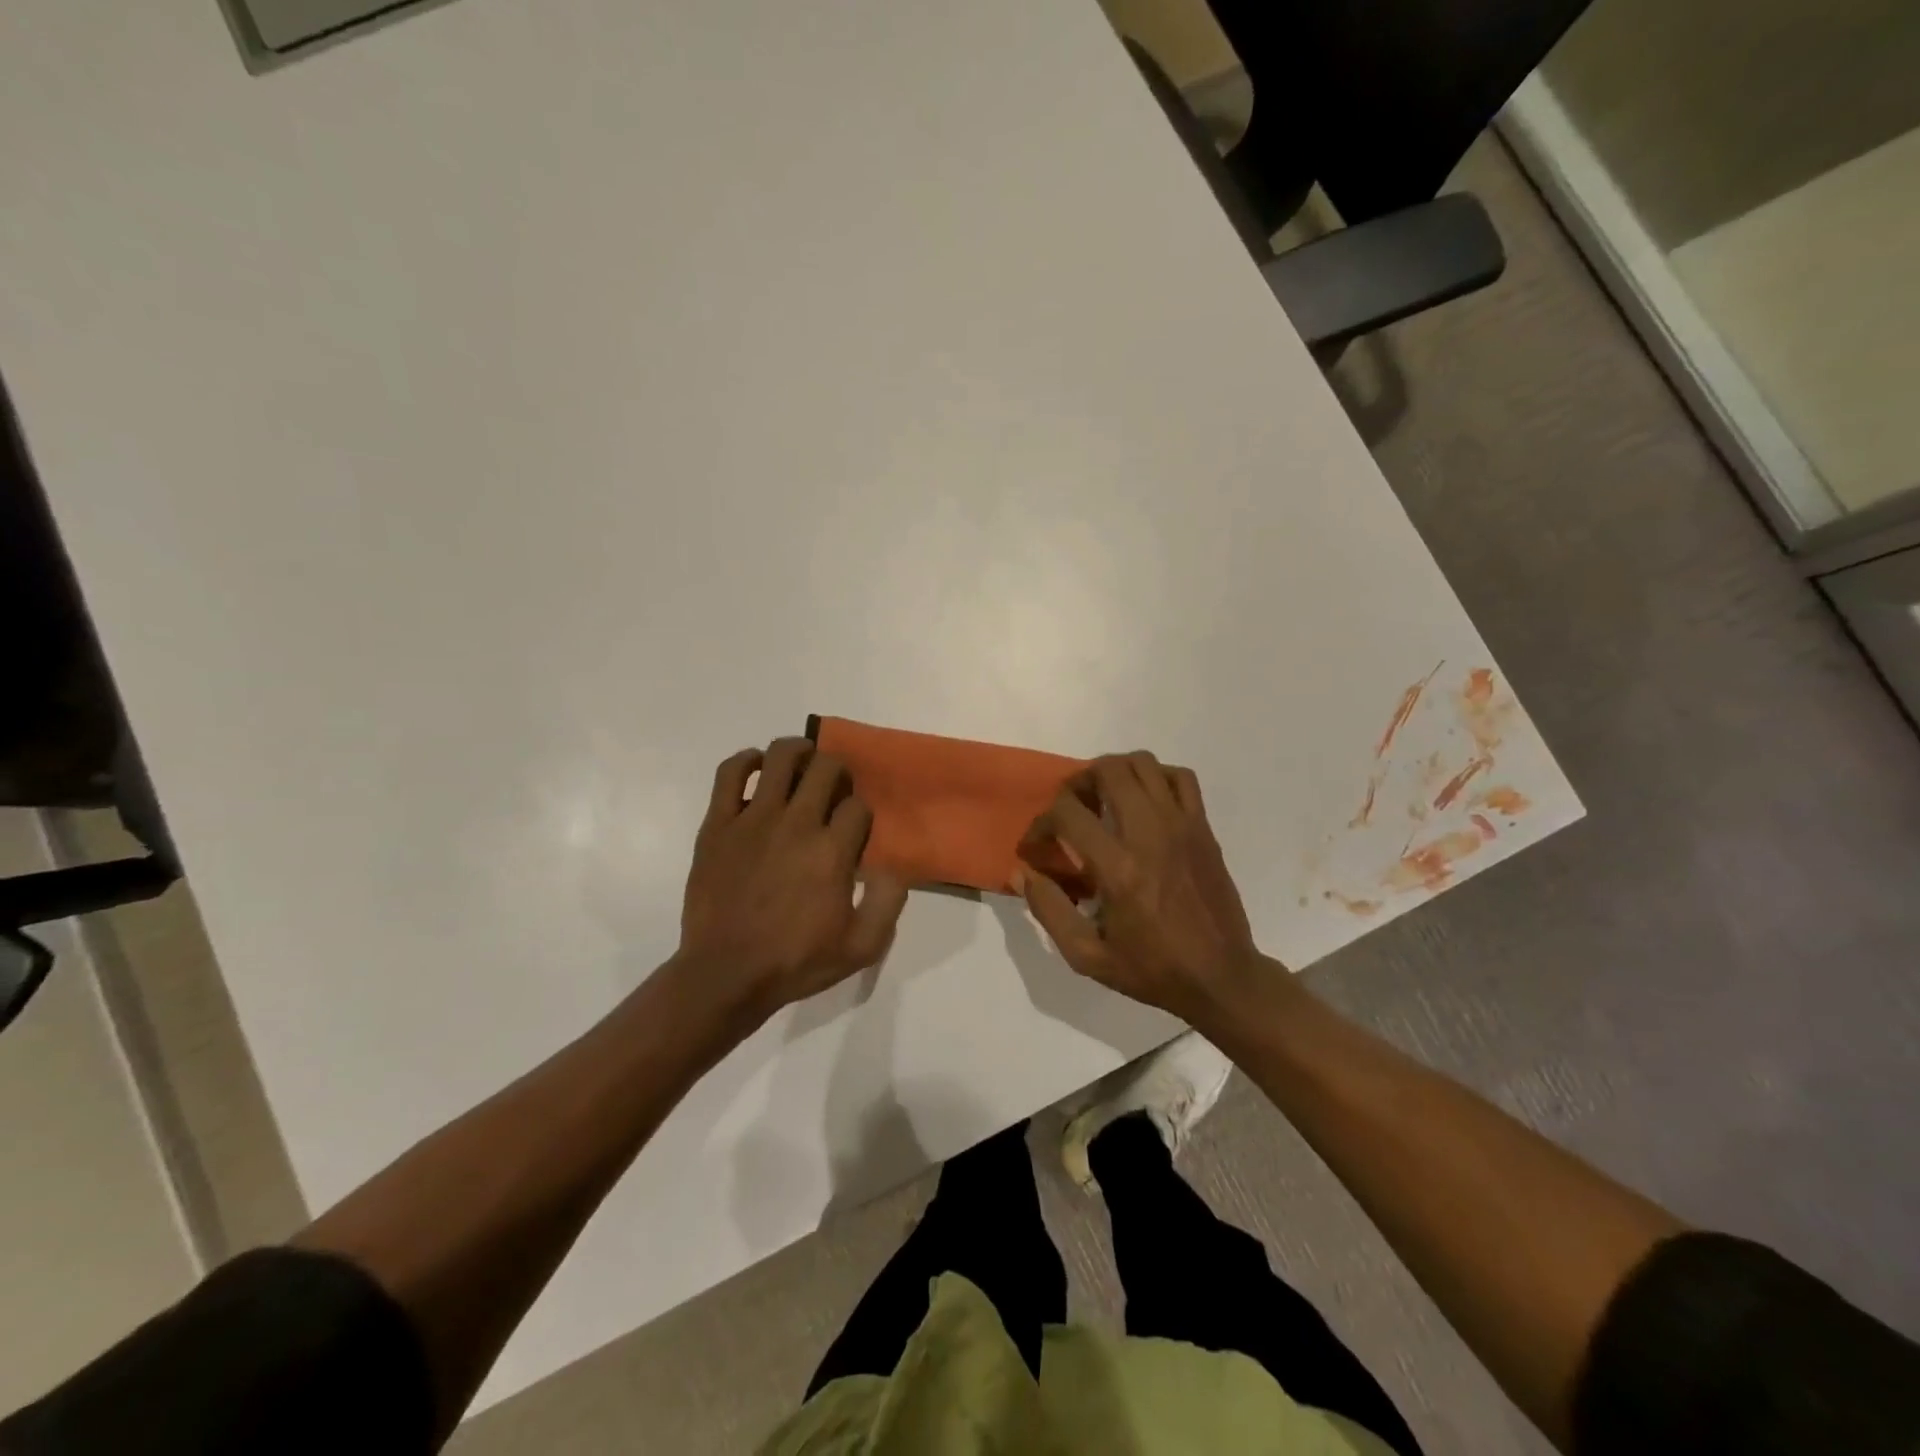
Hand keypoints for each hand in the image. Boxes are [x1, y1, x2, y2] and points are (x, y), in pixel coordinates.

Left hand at [675, 739, 908, 1030]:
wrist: (725, 976)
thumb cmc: (795, 961)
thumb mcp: (862, 947)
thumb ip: (889, 902)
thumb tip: (893, 866)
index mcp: (832, 852)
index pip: (858, 807)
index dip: (861, 815)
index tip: (853, 833)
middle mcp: (796, 824)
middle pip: (827, 769)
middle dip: (838, 774)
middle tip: (833, 793)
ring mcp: (753, 819)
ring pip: (782, 757)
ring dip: (800, 752)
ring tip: (803, 764)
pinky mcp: (718, 823)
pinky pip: (731, 772)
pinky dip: (747, 760)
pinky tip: (758, 767)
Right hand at [1017, 752, 1265, 1026]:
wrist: (1221, 977)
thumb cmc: (1152, 969)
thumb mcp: (1087, 956)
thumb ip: (1049, 910)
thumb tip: (1022, 872)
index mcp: (1118, 869)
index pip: (1067, 813)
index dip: (1041, 823)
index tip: (1036, 844)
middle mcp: (1149, 835)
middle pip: (1108, 770)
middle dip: (1078, 782)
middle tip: (1072, 809)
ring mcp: (1181, 826)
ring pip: (1143, 763)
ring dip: (1115, 772)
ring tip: (1105, 799)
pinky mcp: (1202, 827)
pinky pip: (1180, 777)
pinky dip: (1156, 777)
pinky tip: (1145, 801)